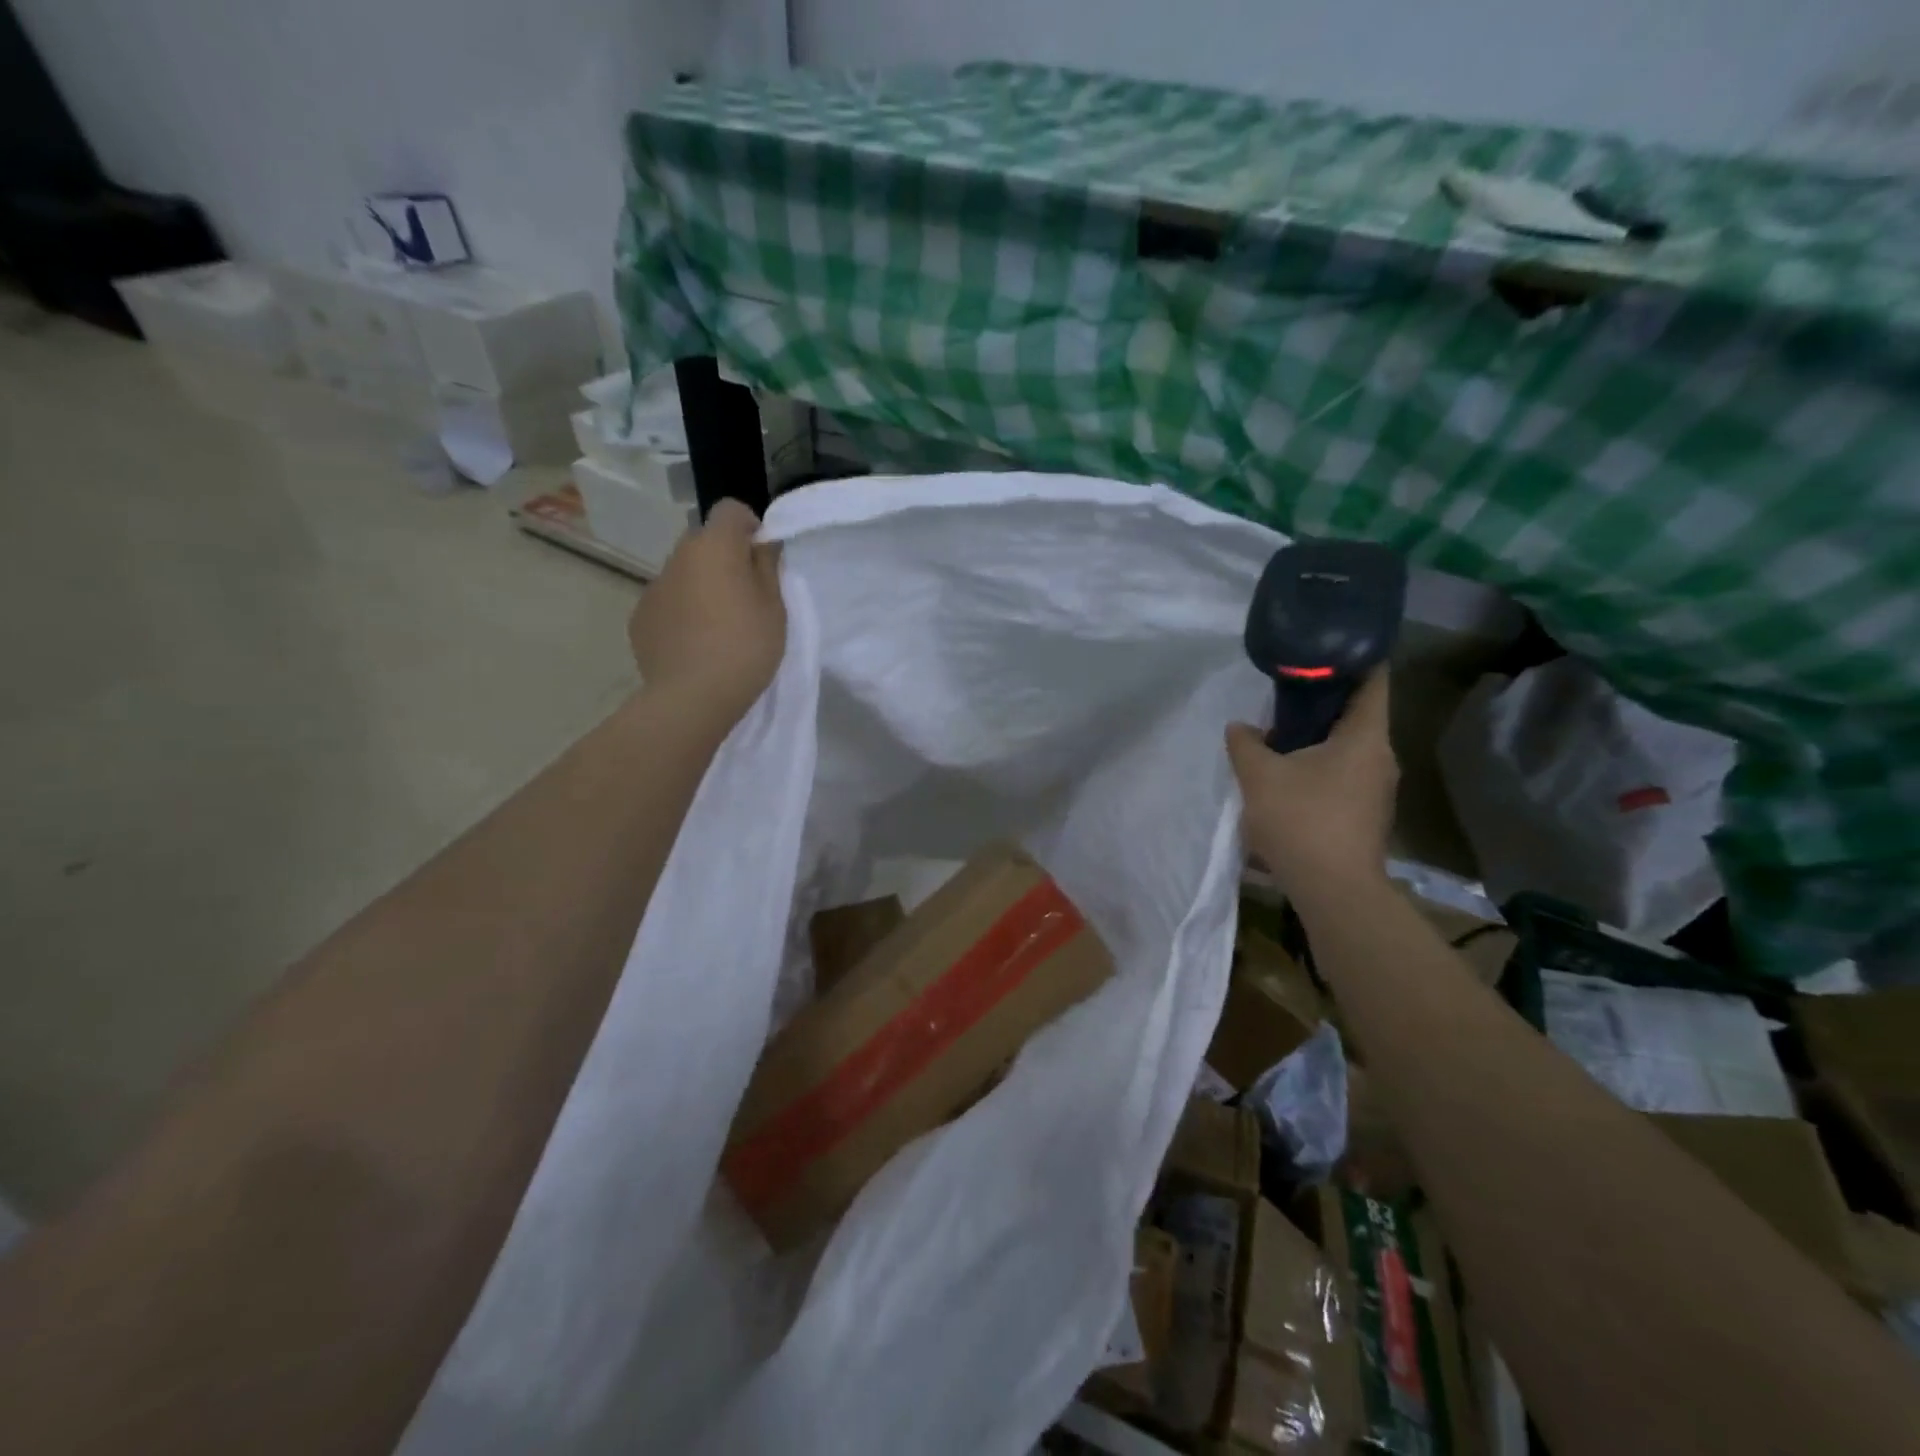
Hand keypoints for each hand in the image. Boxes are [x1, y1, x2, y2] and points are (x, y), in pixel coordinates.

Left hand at [628, 499, 785, 723]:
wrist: (692, 697)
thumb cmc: (745, 647)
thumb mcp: (774, 608)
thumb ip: (768, 567)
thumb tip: (761, 544)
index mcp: (714, 547)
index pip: (730, 510)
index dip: (749, 527)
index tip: (762, 557)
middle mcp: (678, 557)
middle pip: (704, 542)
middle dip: (724, 558)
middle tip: (745, 596)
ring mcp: (653, 588)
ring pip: (683, 574)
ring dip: (701, 586)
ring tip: (718, 627)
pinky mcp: (639, 618)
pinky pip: (667, 603)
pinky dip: (682, 613)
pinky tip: (694, 645)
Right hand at [1227, 668, 1396, 903]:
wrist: (1333, 890)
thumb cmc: (1301, 820)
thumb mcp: (1259, 775)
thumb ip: (1245, 744)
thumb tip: (1241, 727)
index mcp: (1365, 737)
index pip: (1374, 681)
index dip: (1356, 657)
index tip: (1329, 645)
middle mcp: (1381, 757)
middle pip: (1359, 714)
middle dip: (1324, 701)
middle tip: (1286, 691)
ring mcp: (1378, 789)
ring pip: (1350, 747)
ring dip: (1319, 737)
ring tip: (1280, 734)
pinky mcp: (1367, 814)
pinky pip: (1345, 774)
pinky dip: (1321, 765)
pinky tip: (1290, 776)